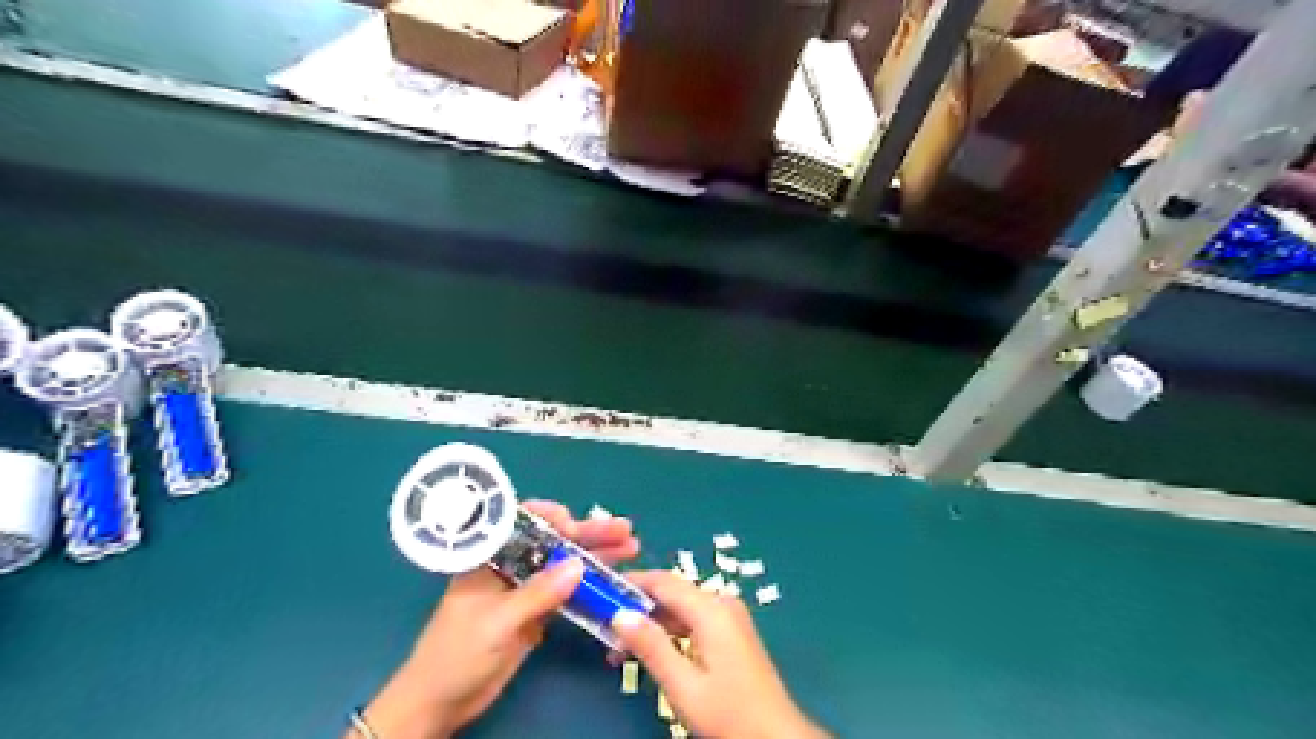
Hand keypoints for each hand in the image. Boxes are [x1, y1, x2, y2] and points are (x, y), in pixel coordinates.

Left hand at [349, 499, 637, 734]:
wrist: (441, 703)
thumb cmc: (455, 654)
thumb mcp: (496, 622)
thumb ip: (537, 594)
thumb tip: (579, 566)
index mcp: (491, 556)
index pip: (523, 522)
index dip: (552, 517)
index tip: (575, 525)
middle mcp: (512, 565)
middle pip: (554, 541)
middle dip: (588, 533)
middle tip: (624, 529)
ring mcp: (527, 588)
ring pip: (566, 564)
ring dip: (596, 555)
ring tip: (631, 547)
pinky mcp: (537, 612)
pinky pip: (568, 592)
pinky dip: (591, 585)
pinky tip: (614, 581)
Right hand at [613, 571, 826, 738]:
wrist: (775, 737)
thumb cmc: (729, 713)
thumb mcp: (683, 685)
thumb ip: (651, 646)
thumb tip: (619, 614)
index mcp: (711, 610)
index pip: (663, 582)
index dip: (631, 583)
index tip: (601, 591)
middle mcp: (722, 604)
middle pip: (672, 594)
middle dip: (638, 608)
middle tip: (605, 629)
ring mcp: (729, 617)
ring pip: (681, 609)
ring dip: (652, 624)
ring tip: (620, 649)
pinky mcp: (731, 632)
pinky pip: (694, 621)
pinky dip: (670, 633)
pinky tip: (651, 653)